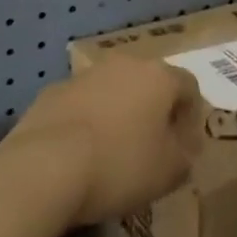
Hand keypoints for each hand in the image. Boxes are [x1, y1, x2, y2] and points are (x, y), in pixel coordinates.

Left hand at [10, 58, 202, 224]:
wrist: (44, 166)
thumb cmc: (119, 165)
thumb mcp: (168, 172)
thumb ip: (184, 157)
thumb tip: (183, 149)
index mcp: (159, 76)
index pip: (189, 86)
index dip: (192, 117)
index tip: (186, 148)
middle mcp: (125, 64)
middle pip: (149, 83)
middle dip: (154, 111)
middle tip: (152, 147)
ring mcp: (86, 75)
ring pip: (113, 91)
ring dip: (119, 114)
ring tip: (113, 152)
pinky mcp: (53, 92)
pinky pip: (82, 104)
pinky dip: (87, 122)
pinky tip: (80, 154)